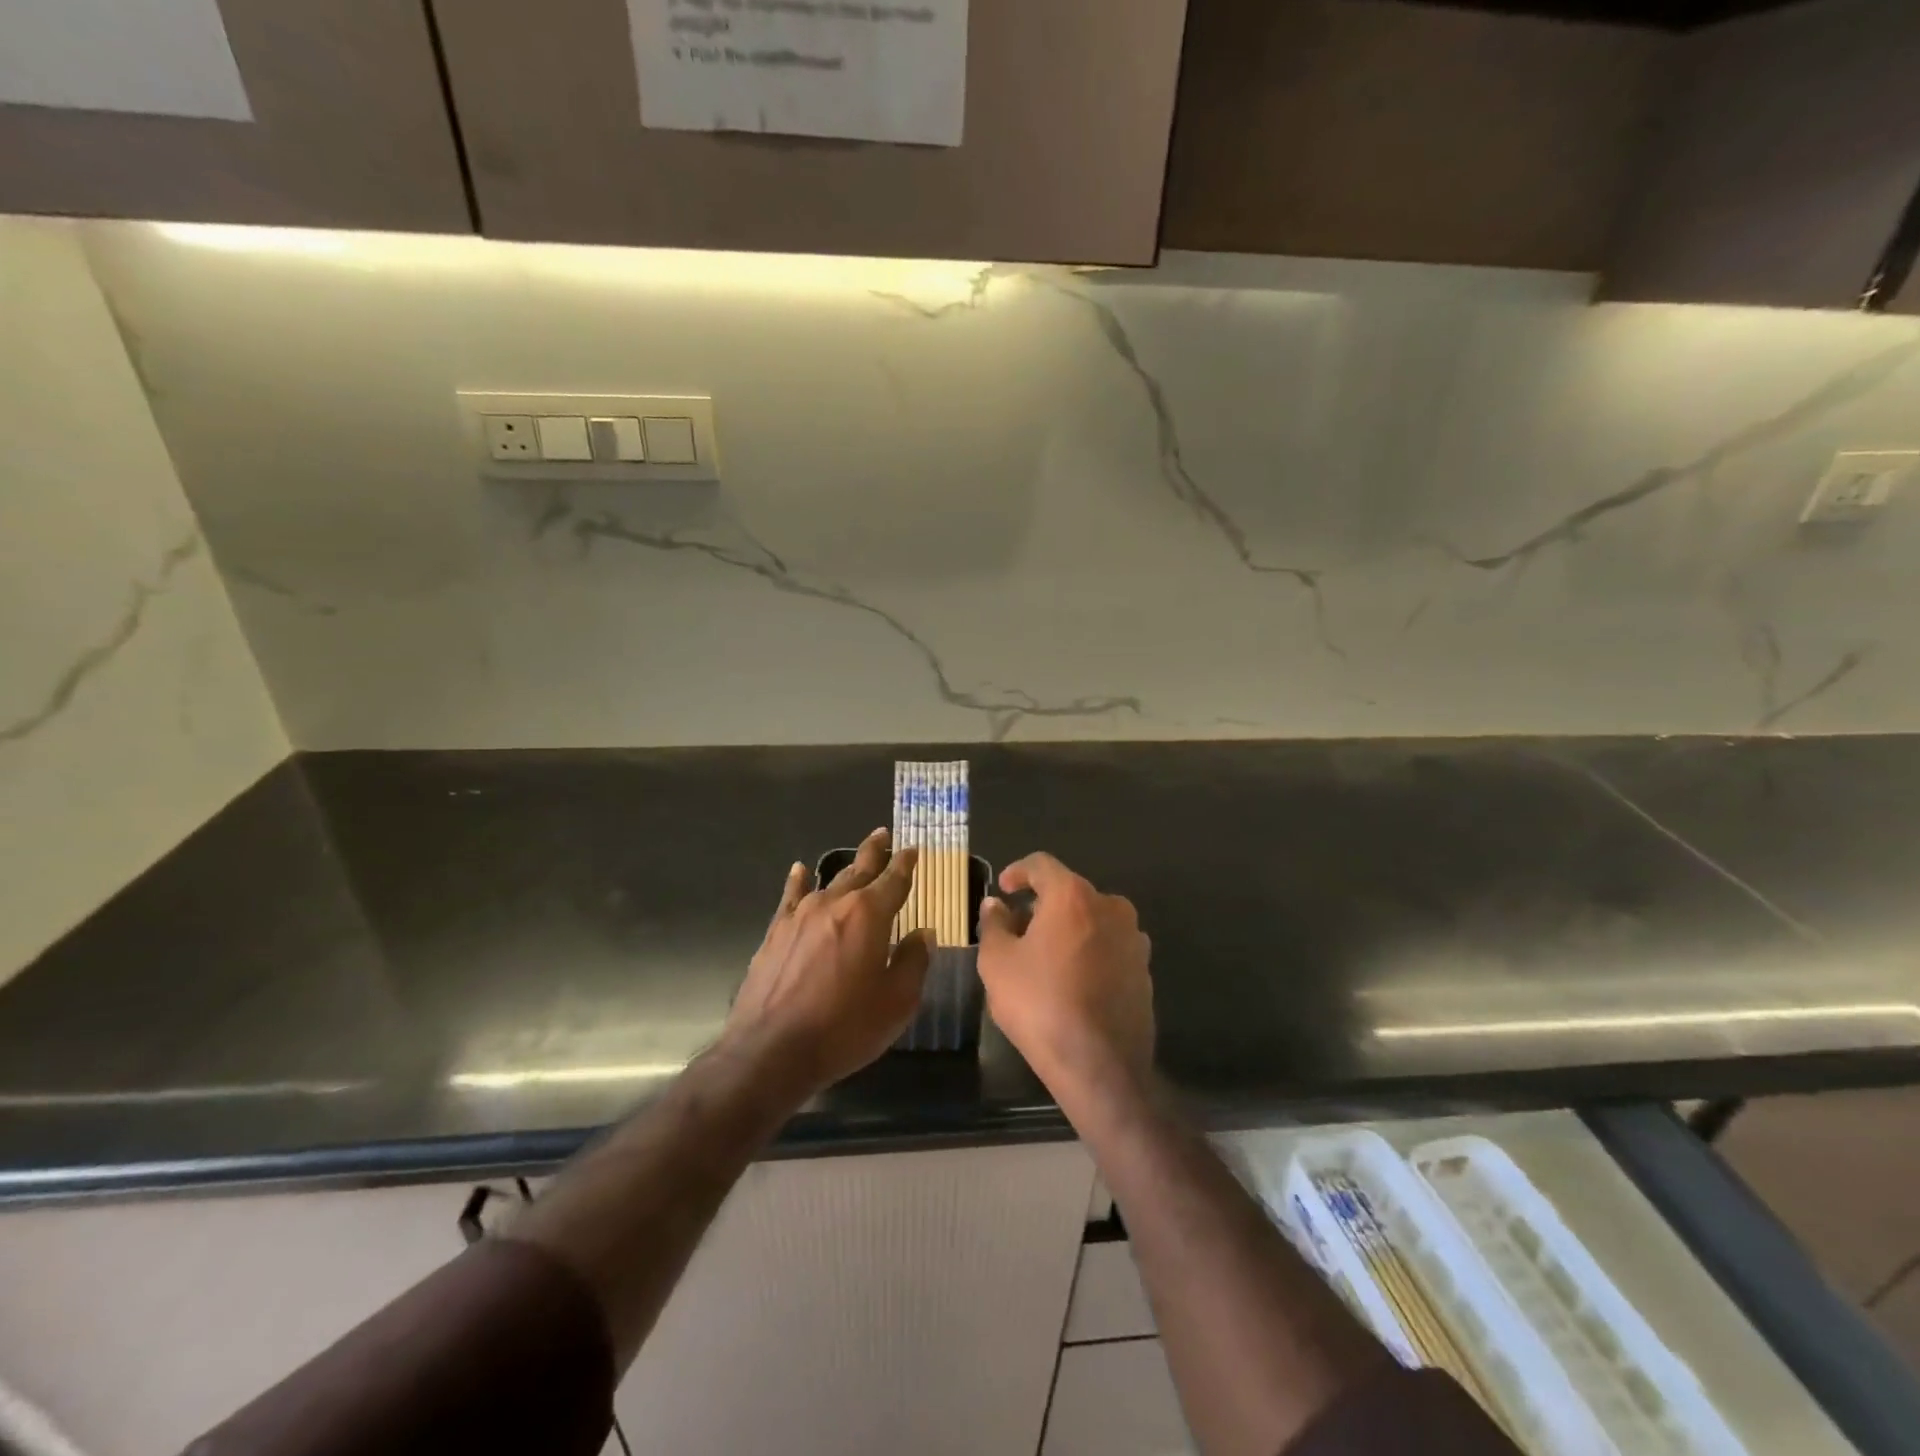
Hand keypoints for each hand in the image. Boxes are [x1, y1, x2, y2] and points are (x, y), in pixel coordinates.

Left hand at [725, 828, 932, 1097]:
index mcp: (869, 914)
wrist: (771, 1051)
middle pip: (859, 870)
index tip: (913, 849)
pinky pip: (791, 897)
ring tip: (856, 858)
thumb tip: (923, 933)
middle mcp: (834, 903)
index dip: (906, 864)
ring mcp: (800, 915)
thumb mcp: (897, 1002)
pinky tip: (799, 871)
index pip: (894, 879)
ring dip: (845, 869)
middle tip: (883, 835)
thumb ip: (914, 961)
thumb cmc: (844, 1028)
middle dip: (875, 852)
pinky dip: (798, 882)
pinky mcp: (775, 932)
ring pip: (828, 882)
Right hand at [977, 853, 1153, 1112]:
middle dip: (1041, 906)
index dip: (1018, 871)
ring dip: (1067, 929)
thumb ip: (994, 925)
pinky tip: (1071, 980)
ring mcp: (1133, 939)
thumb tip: (995, 905)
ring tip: (1043, 958)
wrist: (1100, 1066)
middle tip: (1017, 930)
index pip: (1042, 865)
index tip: (1003, 888)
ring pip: (1091, 920)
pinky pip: (1108, 947)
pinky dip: (1088, 952)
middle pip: (1069, 892)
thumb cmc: (1041, 1004)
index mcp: (1073, 896)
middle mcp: (1111, 907)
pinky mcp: (1144, 970)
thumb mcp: (998, 963)